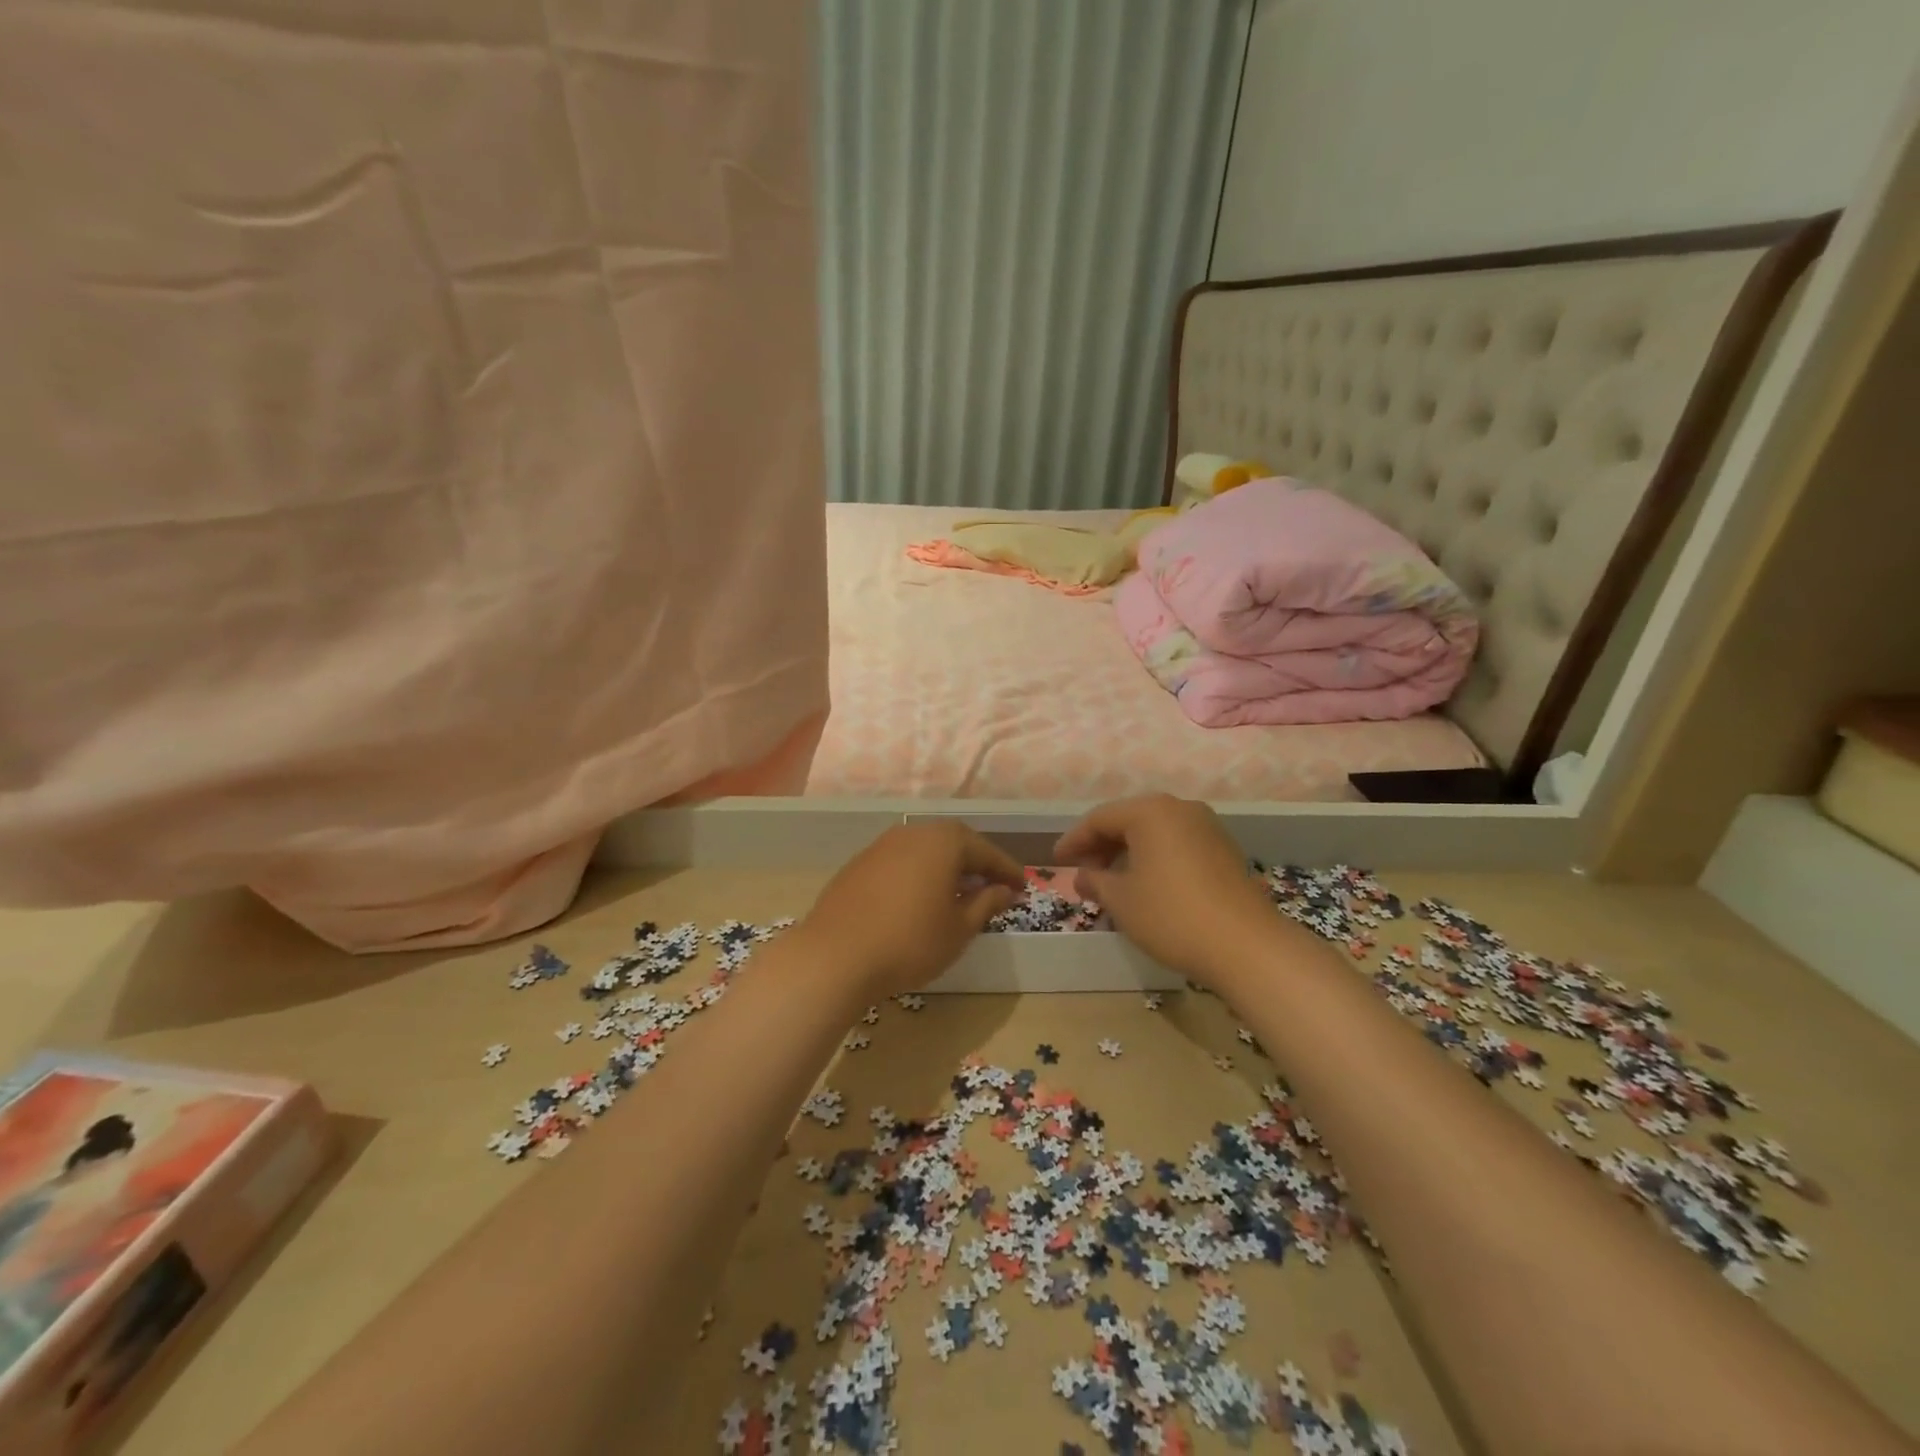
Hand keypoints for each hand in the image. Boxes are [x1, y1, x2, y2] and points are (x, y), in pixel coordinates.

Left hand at [799, 821, 1025, 998]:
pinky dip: (918, 875)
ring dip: (946, 868)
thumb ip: (986, 903)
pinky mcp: (859, 864)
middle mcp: (913, 832)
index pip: (985, 851)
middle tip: (993, 886)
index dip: (1006, 870)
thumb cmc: (910, 942)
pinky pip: (901, 862)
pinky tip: (919, 900)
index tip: (1023, 886)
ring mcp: (881, 845)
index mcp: (944, 841)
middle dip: (976, 864)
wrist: (835, 956)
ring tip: (958, 894)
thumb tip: (1004, 889)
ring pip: (925, 850)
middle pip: (954, 843)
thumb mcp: (959, 929)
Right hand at [1053, 794, 1277, 985]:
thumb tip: (1083, 876)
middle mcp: (1179, 808)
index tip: (1056, 861)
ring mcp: (1206, 827)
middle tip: (1082, 872)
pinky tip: (1146, 884)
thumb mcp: (1121, 900)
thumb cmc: (1171, 915)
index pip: (1099, 818)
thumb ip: (1095, 881)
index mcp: (1150, 811)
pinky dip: (1154, 858)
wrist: (1245, 945)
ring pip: (1154, 832)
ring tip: (1111, 881)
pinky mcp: (1224, 849)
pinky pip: (1176, 844)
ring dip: (1128, 852)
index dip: (1074, 840)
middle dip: (1101, 845)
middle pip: (1128, 820)